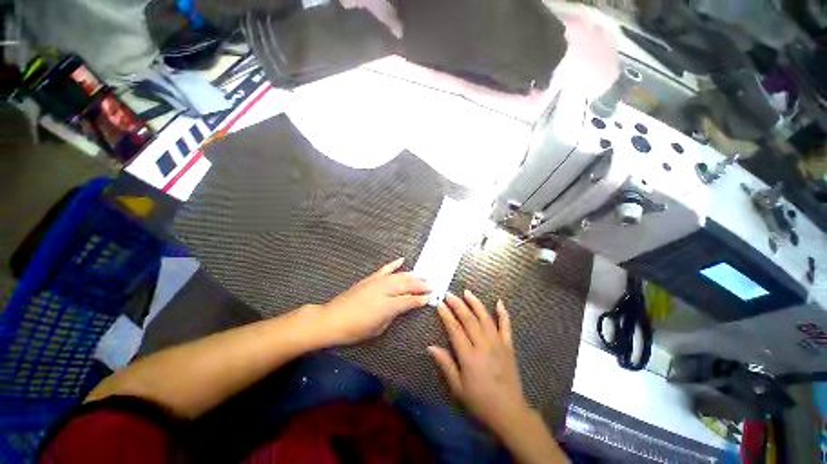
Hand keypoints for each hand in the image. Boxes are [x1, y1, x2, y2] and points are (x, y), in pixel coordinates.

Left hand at [313, 258, 429, 345]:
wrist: (332, 319)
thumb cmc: (356, 329)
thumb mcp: (378, 328)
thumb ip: (393, 315)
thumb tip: (403, 306)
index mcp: (388, 305)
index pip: (410, 300)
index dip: (421, 299)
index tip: (430, 297)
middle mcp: (385, 290)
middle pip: (407, 285)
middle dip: (420, 285)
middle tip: (431, 284)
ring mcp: (377, 282)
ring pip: (399, 276)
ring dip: (412, 275)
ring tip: (422, 275)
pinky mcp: (370, 279)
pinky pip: (385, 269)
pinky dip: (394, 264)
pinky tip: (402, 260)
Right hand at [429, 291, 531, 432]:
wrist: (509, 412)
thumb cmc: (480, 401)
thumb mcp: (458, 388)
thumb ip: (445, 365)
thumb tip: (430, 347)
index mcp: (469, 356)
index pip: (454, 329)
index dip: (446, 315)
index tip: (439, 304)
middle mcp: (483, 345)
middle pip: (468, 319)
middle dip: (457, 304)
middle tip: (448, 294)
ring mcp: (498, 343)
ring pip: (485, 317)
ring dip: (475, 303)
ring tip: (466, 292)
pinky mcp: (508, 345)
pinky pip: (506, 326)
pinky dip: (503, 313)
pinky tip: (499, 302)